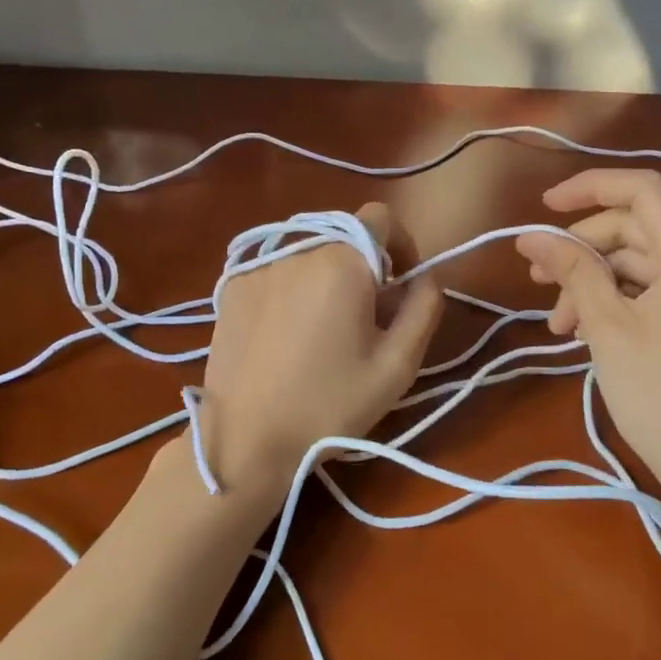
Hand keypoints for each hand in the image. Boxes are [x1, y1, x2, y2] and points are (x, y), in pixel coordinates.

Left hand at [198, 203, 443, 518]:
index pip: (381, 217)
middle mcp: (298, 249)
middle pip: (343, 236)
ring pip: (309, 252)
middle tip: (365, 315)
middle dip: (363, 265)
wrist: (245, 442)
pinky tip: (285, 334)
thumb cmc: (330, 406)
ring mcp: (258, 267)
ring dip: (326, 276)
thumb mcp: (397, 365)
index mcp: (343, 262)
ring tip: (322, 328)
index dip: (401, 244)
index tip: (401, 285)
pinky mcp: (231, 288)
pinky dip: (291, 288)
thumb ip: (423, 308)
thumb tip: (429, 276)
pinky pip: (276, 270)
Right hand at [515, 169, 660, 529]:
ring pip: (640, 263)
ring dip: (594, 282)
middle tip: (537, 281)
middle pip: (635, 228)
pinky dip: (618, 300)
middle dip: (582, 250)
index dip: (589, 187)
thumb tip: (530, 236)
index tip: (543, 207)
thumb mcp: (608, 328)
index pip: (642, 189)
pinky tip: (586, 330)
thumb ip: (572, 270)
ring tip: (559, 325)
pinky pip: (656, 288)